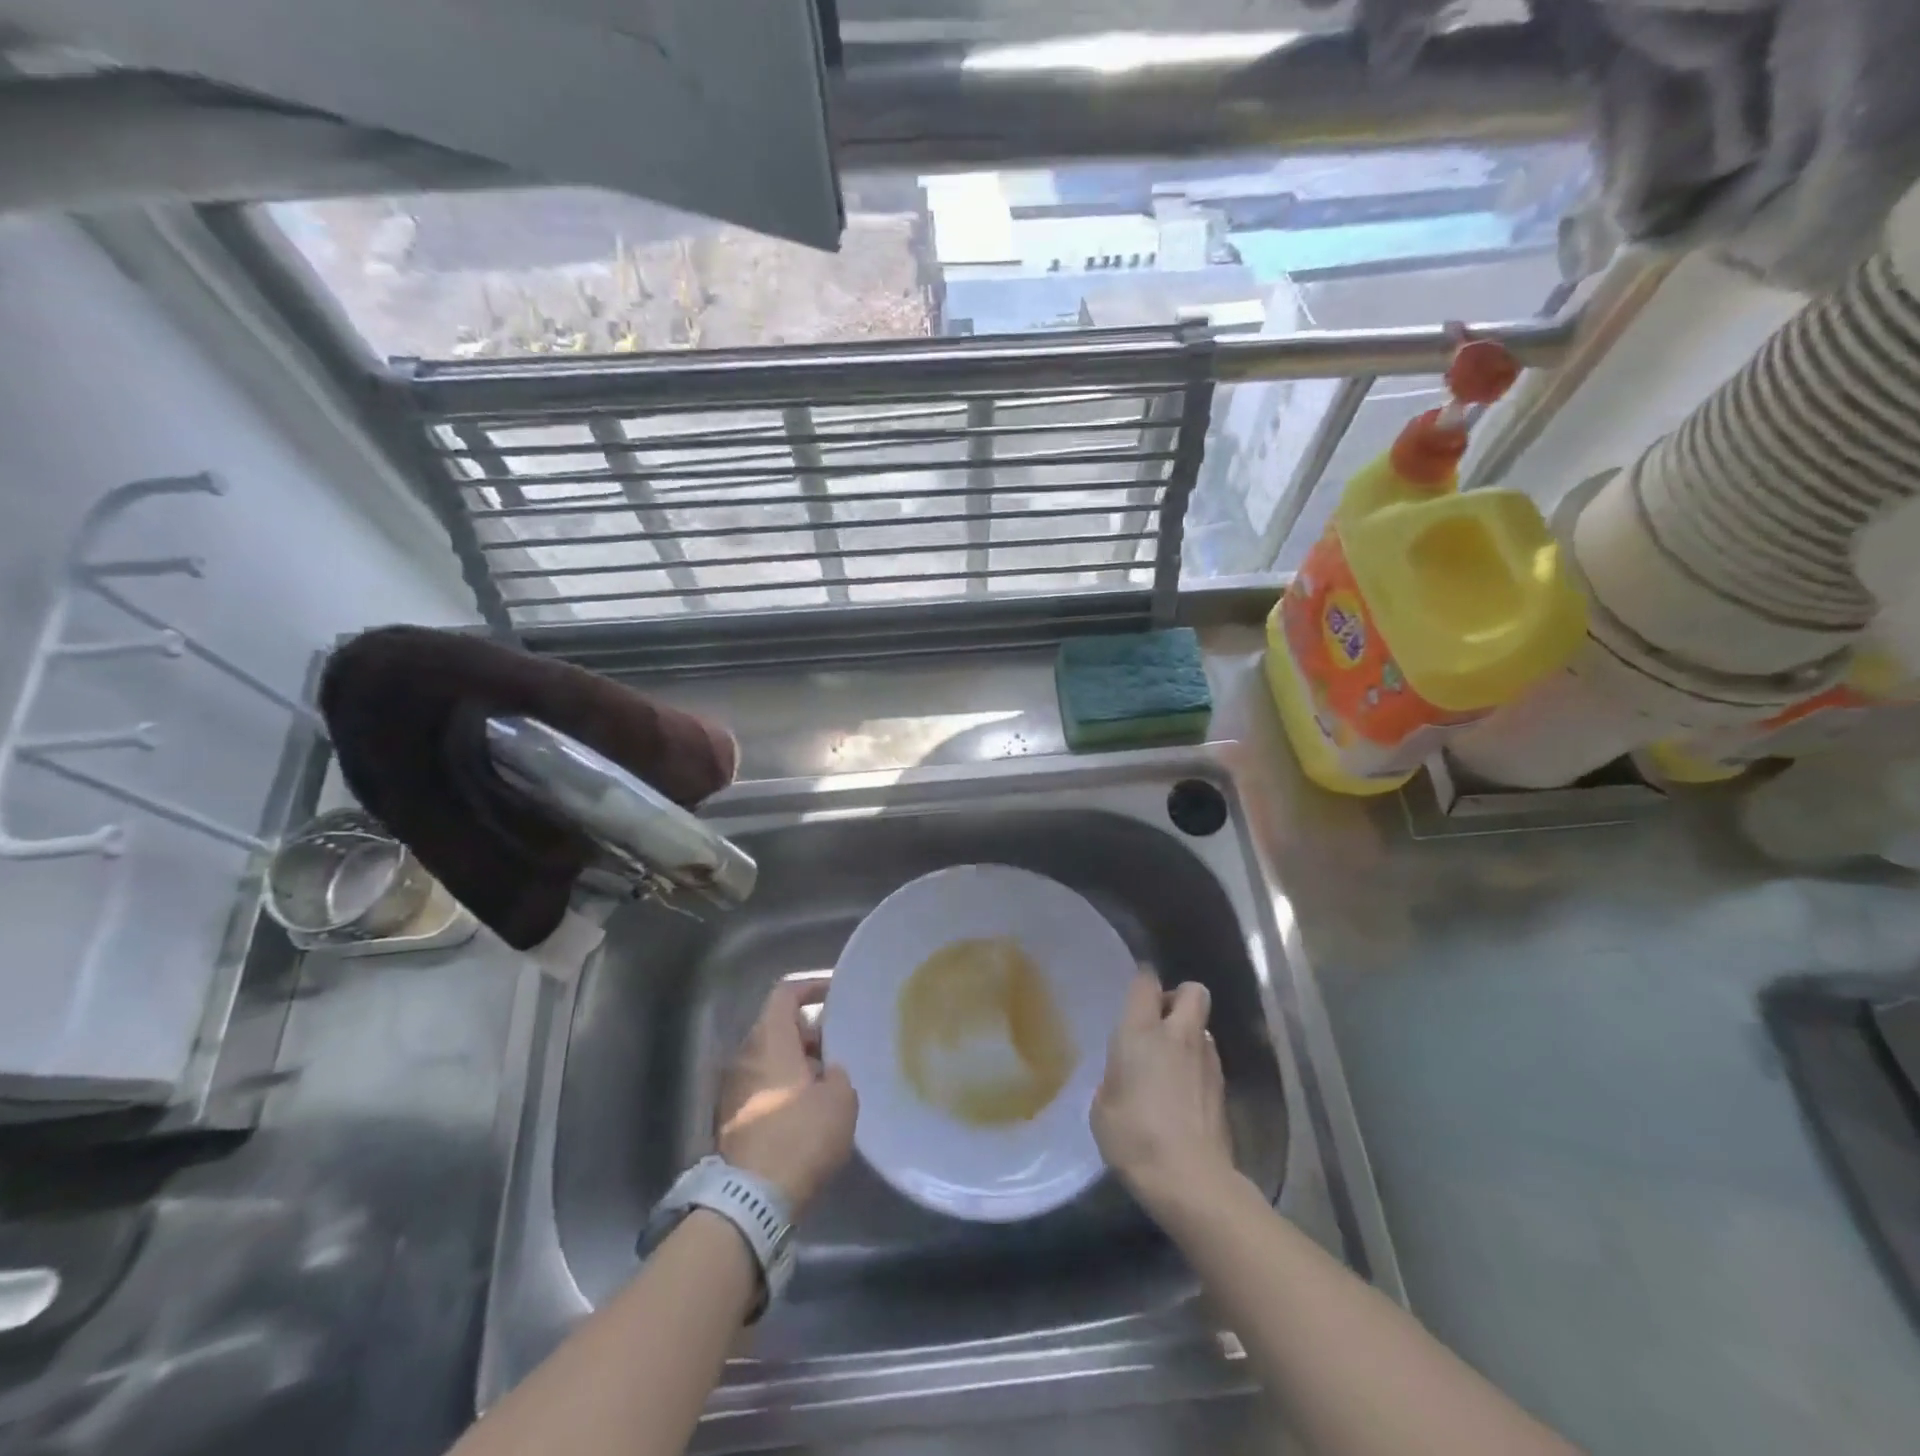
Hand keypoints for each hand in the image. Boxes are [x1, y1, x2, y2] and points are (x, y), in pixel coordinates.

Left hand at [717, 979, 857, 1211]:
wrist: (753, 1200)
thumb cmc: (801, 1135)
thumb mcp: (840, 1099)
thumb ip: (838, 1074)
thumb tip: (827, 1072)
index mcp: (769, 1040)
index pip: (785, 994)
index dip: (811, 987)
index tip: (835, 995)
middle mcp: (745, 1056)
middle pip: (776, 1027)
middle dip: (808, 1032)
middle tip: (838, 1045)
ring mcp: (732, 1089)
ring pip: (768, 1060)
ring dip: (796, 1063)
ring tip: (828, 1080)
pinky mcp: (730, 1120)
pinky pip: (761, 1087)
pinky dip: (784, 1088)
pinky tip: (809, 1109)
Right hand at [1092, 974, 1235, 1214]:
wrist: (1191, 1181)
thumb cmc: (1135, 1138)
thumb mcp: (1103, 1108)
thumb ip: (1114, 1079)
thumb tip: (1125, 1076)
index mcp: (1141, 1032)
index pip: (1146, 982)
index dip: (1142, 982)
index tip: (1134, 995)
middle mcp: (1178, 1036)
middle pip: (1192, 991)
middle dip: (1177, 997)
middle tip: (1158, 1023)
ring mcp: (1207, 1060)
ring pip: (1203, 1027)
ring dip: (1189, 1035)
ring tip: (1170, 1064)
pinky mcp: (1223, 1088)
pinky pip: (1209, 1059)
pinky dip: (1197, 1066)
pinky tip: (1183, 1094)